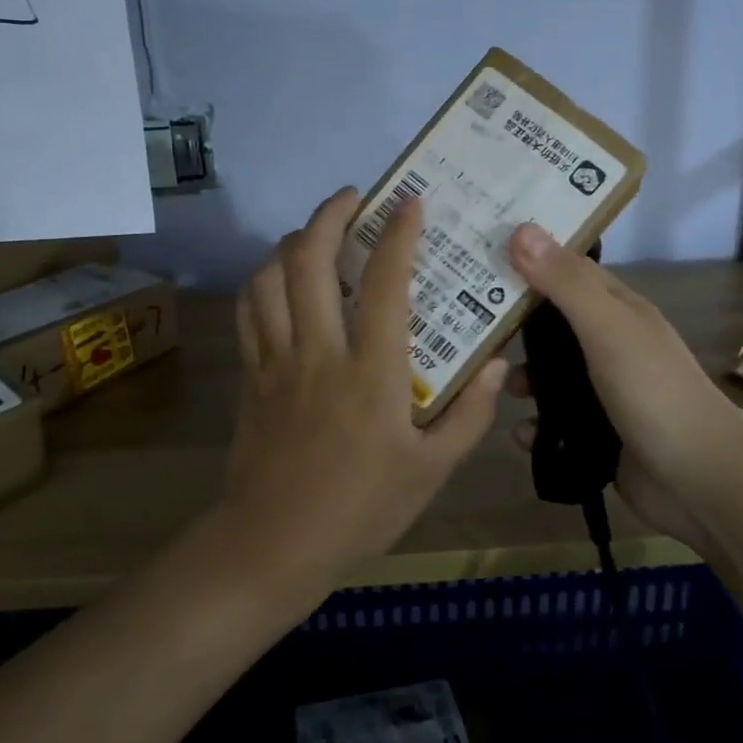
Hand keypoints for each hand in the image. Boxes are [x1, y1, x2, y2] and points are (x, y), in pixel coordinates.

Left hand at [217, 187, 506, 609]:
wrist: (273, 544)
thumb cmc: (360, 510)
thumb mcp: (431, 472)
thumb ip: (468, 415)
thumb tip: (494, 364)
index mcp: (371, 373)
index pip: (387, 284)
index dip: (398, 235)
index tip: (410, 203)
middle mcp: (319, 352)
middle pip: (310, 261)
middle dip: (329, 215)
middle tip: (352, 197)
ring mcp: (276, 360)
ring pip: (270, 277)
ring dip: (293, 242)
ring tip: (316, 233)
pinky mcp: (250, 375)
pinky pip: (248, 310)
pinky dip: (262, 280)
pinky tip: (279, 279)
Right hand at [501, 224, 742, 547]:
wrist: (701, 484)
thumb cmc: (654, 393)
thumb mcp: (608, 329)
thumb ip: (565, 283)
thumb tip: (521, 227)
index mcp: (616, 309)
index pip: (564, 269)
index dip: (525, 258)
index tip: (476, 251)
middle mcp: (608, 343)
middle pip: (549, 323)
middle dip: (510, 323)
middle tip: (458, 319)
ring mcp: (603, 390)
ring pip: (546, 373)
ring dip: (519, 378)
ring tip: (484, 383)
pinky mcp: (595, 433)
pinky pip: (552, 422)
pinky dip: (533, 426)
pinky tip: (519, 434)